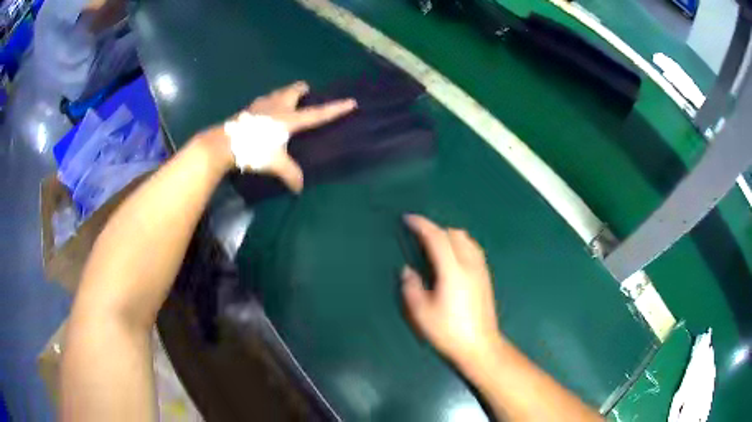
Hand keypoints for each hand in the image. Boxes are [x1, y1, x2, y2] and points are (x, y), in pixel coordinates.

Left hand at [206, 81, 356, 191]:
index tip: (351, 102)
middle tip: (306, 96)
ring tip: (286, 103)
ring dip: (284, 94)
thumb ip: (290, 174)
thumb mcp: (275, 164)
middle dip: (302, 90)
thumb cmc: (253, 149)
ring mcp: (261, 105)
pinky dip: (268, 103)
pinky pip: (263, 101)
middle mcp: (277, 106)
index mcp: (289, 119)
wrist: (224, 144)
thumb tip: (299, 188)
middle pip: (294, 90)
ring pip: (277, 93)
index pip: (317, 114)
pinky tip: (263, 114)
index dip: (335, 109)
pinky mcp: (248, 109)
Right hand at [401, 215, 501, 366]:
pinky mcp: (486, 277)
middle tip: (418, 236)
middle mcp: (469, 264)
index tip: (408, 219)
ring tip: (434, 246)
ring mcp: (481, 270)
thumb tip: (408, 270)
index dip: (421, 225)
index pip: (437, 237)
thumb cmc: (448, 331)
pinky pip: (473, 249)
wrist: (480, 346)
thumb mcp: (421, 313)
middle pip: (453, 233)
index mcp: (452, 270)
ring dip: (449, 235)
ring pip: (466, 239)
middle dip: (435, 229)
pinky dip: (459, 244)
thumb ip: (411, 287)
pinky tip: (452, 258)